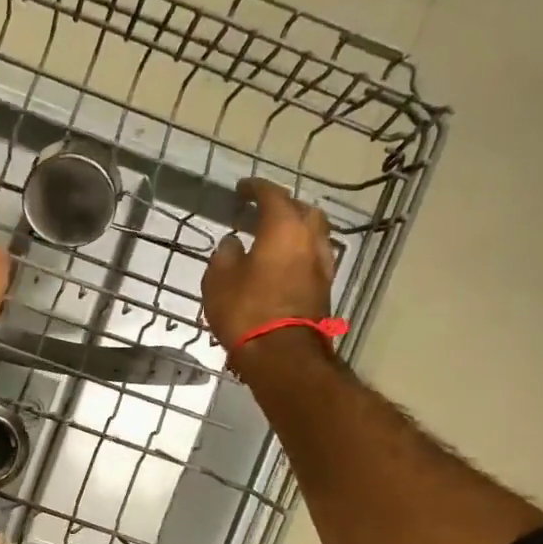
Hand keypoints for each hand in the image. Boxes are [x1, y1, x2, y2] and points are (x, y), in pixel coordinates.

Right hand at [202, 178, 336, 348]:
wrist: (282, 355)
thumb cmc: (246, 311)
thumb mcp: (218, 280)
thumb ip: (225, 255)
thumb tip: (233, 244)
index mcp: (283, 228)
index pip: (272, 195)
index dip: (255, 188)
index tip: (241, 188)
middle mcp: (309, 239)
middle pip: (302, 210)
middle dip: (283, 206)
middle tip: (261, 212)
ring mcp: (322, 265)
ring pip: (313, 234)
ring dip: (295, 230)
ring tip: (272, 237)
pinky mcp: (324, 288)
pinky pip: (312, 257)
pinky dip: (298, 252)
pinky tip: (282, 263)